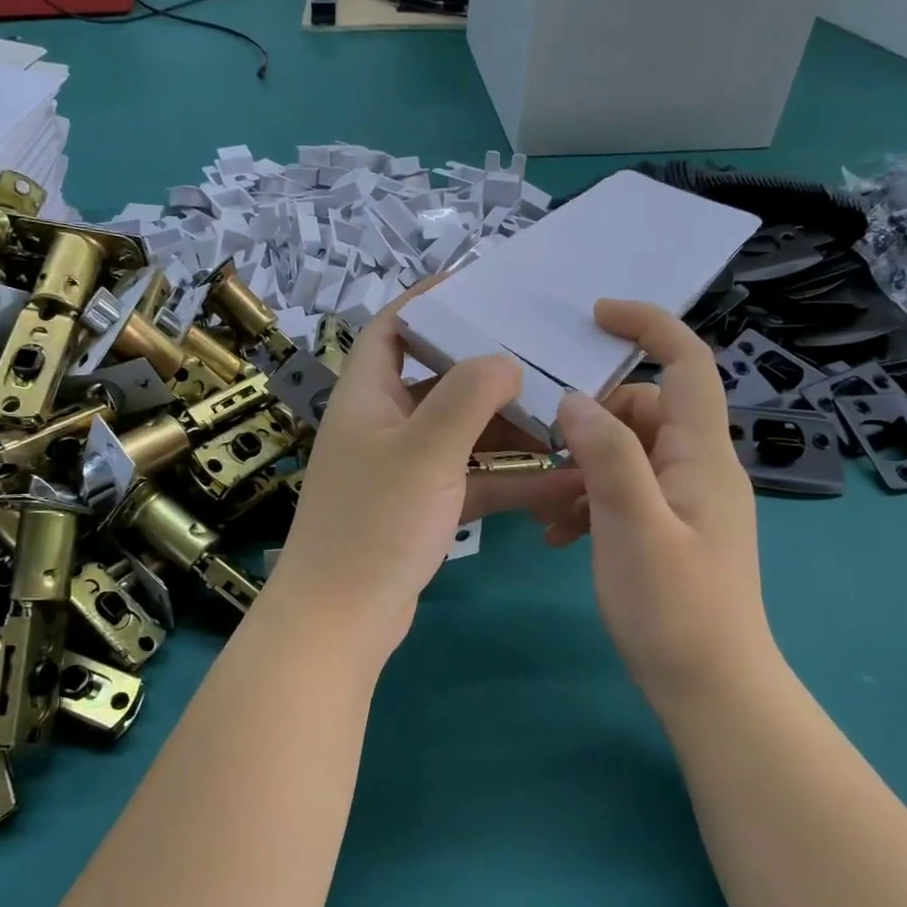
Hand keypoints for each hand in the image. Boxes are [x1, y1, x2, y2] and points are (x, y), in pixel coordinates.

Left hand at [267, 295, 528, 654]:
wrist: (342, 621)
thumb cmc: (375, 523)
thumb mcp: (425, 451)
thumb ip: (466, 398)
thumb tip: (502, 358)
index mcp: (367, 396)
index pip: (392, 328)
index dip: (430, 301)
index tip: (482, 286)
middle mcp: (381, 424)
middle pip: (435, 378)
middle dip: (486, 369)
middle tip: (543, 355)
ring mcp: (400, 468)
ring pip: (459, 432)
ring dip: (506, 428)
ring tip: (564, 416)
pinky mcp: (419, 507)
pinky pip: (469, 478)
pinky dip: (507, 477)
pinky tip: (562, 480)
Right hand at [550, 300, 778, 701]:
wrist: (711, 689)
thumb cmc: (674, 608)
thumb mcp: (633, 526)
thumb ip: (608, 455)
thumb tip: (575, 399)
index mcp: (702, 455)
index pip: (688, 363)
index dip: (648, 326)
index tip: (595, 315)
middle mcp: (700, 467)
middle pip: (646, 408)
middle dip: (594, 419)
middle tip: (548, 449)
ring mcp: (686, 500)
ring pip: (628, 451)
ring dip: (585, 465)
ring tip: (548, 506)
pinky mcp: (670, 527)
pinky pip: (626, 489)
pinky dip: (590, 498)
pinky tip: (559, 535)